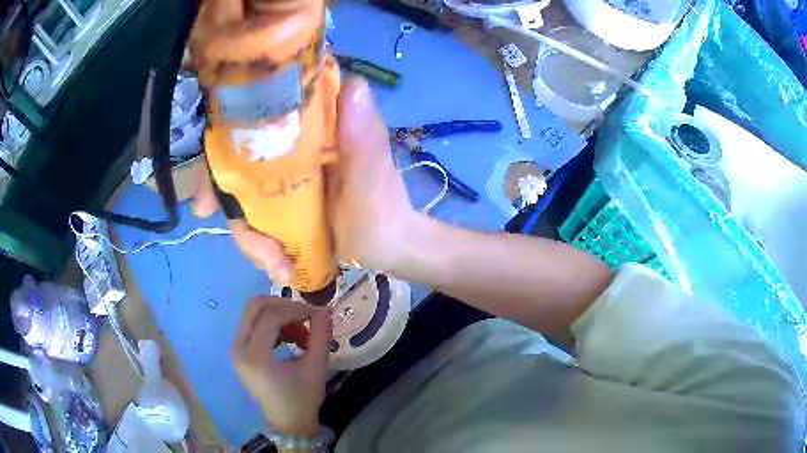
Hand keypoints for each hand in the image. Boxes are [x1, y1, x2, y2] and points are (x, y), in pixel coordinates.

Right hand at [192, 77, 419, 275]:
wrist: (388, 247)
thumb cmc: (384, 210)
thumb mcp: (372, 177)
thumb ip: (365, 138)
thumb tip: (354, 85)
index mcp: (314, 127)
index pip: (257, 120)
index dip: (223, 148)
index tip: (206, 190)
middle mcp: (292, 146)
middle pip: (237, 165)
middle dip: (227, 203)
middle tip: (231, 231)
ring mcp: (285, 176)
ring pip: (243, 199)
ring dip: (253, 240)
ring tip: (279, 266)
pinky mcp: (285, 203)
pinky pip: (256, 219)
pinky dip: (262, 247)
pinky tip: (281, 268)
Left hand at [231, 296, 331, 436]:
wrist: (288, 423)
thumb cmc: (303, 399)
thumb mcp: (316, 368)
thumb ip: (320, 336)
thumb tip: (323, 310)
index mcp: (255, 357)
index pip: (271, 316)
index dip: (295, 309)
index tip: (316, 315)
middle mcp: (238, 348)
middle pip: (255, 306)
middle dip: (283, 306)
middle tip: (305, 317)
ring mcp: (235, 349)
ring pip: (254, 313)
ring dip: (279, 315)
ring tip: (300, 335)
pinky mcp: (238, 351)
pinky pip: (252, 324)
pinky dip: (272, 324)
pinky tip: (288, 338)